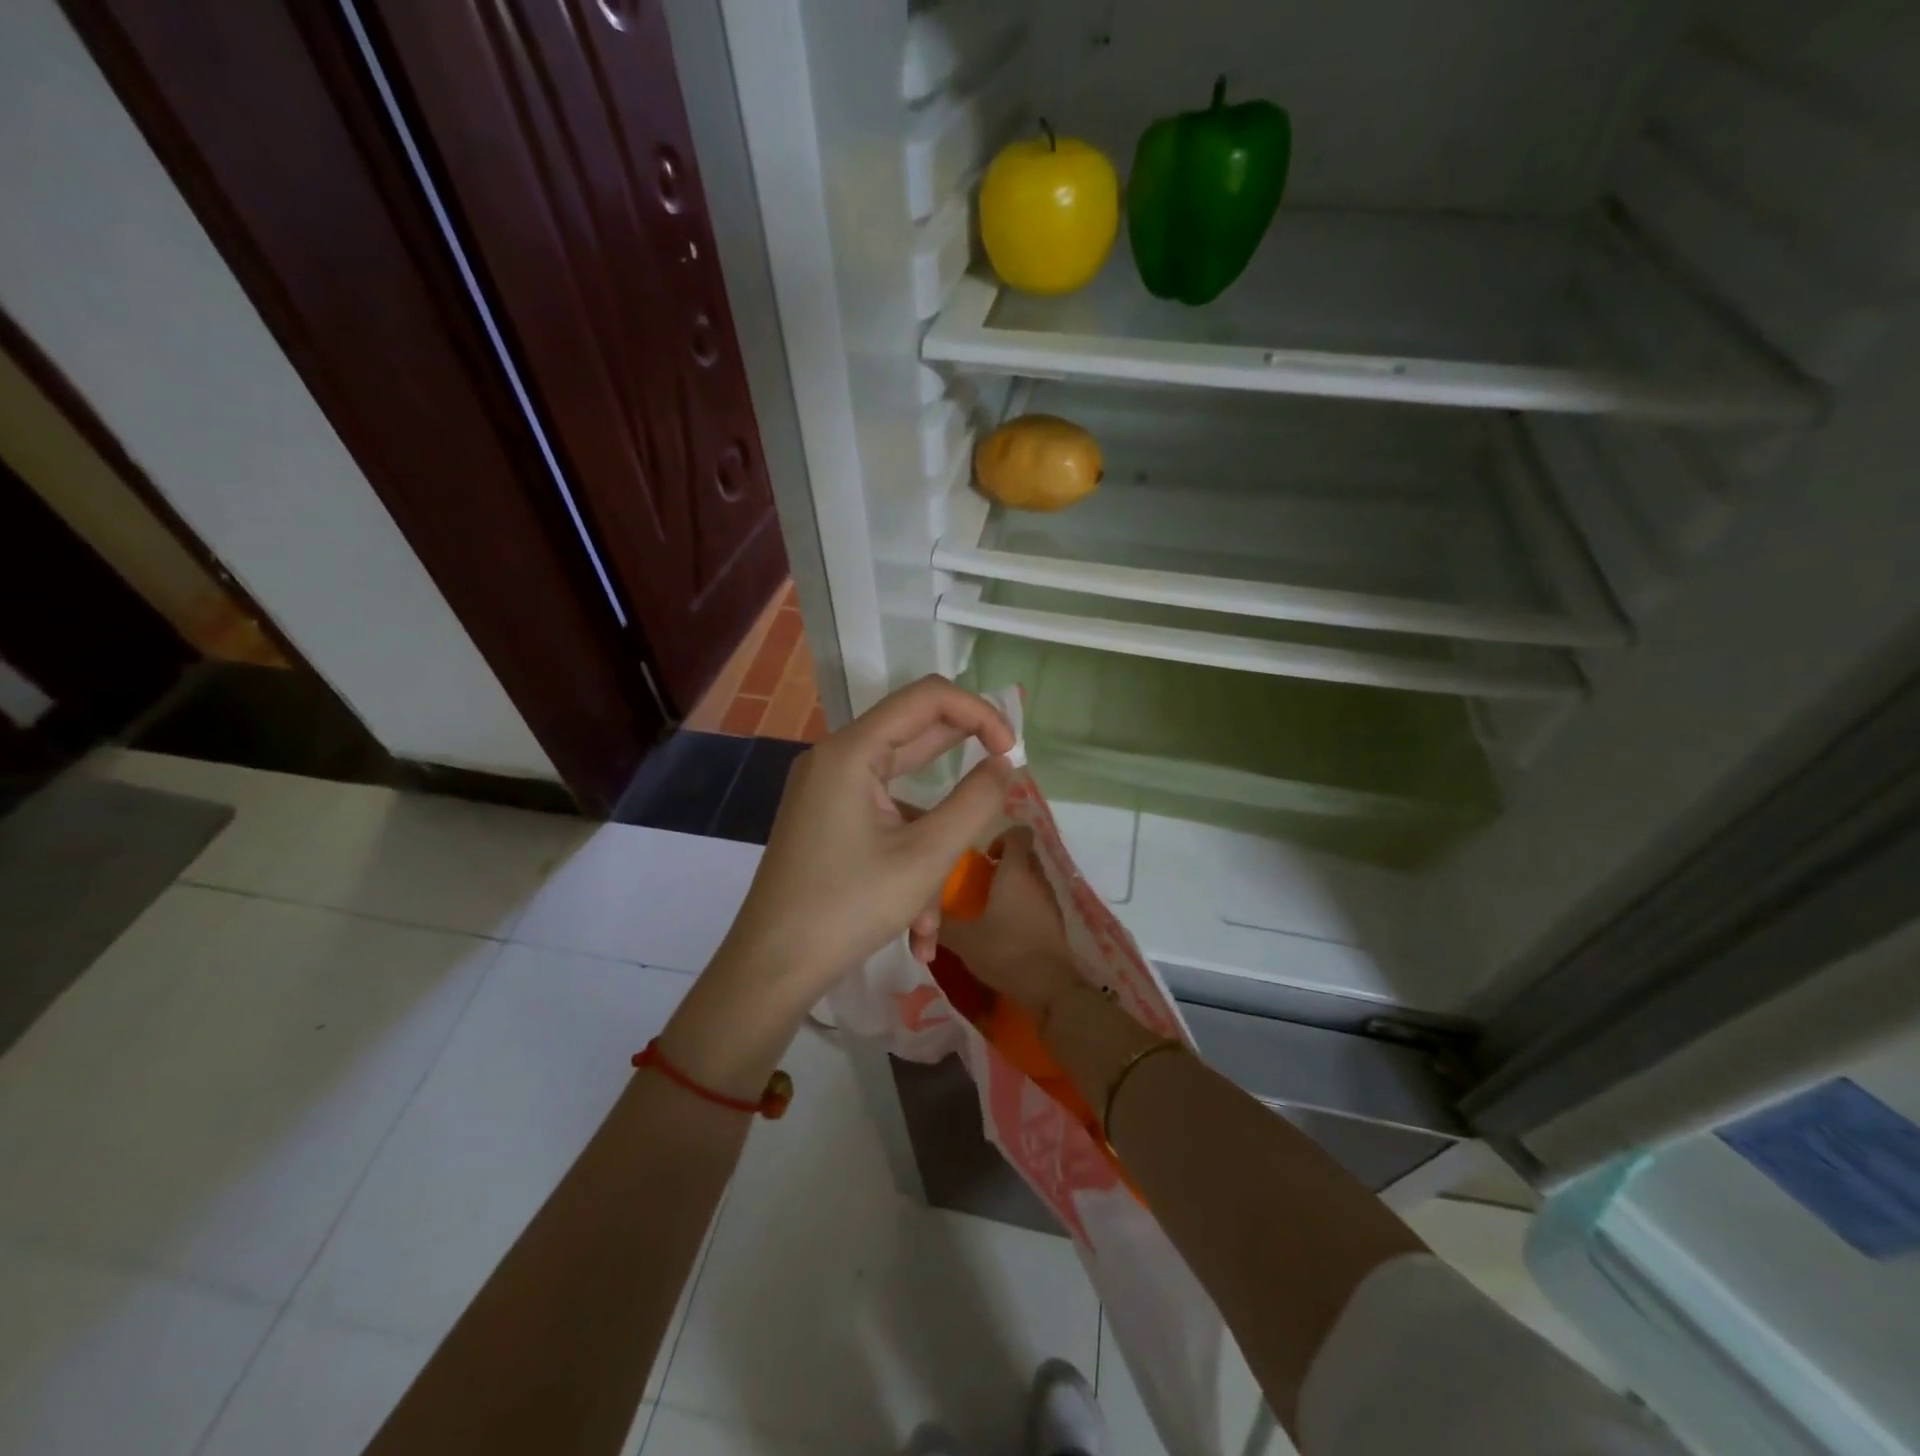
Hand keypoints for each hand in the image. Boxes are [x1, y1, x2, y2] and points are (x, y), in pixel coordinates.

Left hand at [714, 676, 1016, 1001]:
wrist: (770, 970)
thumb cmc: (849, 908)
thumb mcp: (926, 857)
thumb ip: (975, 802)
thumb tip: (1003, 764)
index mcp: (852, 751)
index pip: (927, 697)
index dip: (978, 713)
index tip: (1011, 752)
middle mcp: (835, 759)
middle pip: (914, 737)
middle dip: (962, 770)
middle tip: (1003, 787)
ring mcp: (827, 791)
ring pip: (902, 796)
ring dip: (932, 846)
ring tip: (934, 916)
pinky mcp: (827, 820)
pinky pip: (881, 824)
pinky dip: (906, 863)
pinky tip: (915, 930)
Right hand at [936, 830, 1080, 1016]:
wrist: (1051, 988)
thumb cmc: (1006, 952)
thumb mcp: (964, 939)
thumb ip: (942, 924)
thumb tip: (922, 914)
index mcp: (1016, 871)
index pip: (1018, 832)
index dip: (999, 836)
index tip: (982, 857)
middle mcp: (1037, 878)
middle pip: (1025, 853)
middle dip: (1004, 860)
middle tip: (980, 880)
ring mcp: (1050, 900)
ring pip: (1032, 877)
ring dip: (1014, 883)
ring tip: (990, 905)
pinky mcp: (1056, 921)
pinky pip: (1038, 899)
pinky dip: (1023, 903)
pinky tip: (1005, 926)